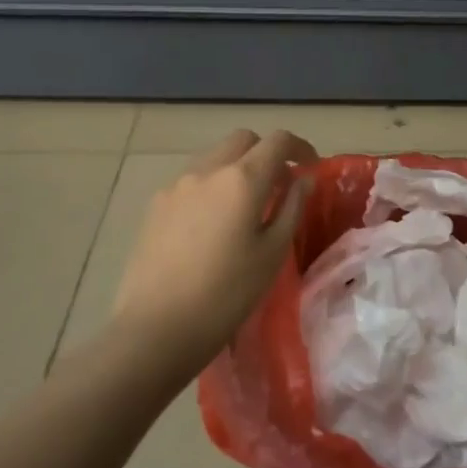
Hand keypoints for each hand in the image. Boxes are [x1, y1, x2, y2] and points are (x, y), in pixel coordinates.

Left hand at [112, 128, 316, 372]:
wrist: (156, 327)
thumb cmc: (226, 294)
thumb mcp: (272, 254)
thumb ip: (292, 208)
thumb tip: (303, 180)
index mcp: (242, 179)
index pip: (278, 140)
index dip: (299, 147)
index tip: (310, 166)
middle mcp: (208, 169)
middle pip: (243, 140)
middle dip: (266, 152)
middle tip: (279, 185)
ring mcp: (177, 184)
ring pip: (215, 156)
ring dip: (236, 167)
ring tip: (245, 205)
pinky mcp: (156, 203)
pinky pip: (192, 179)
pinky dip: (211, 185)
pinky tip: (212, 223)